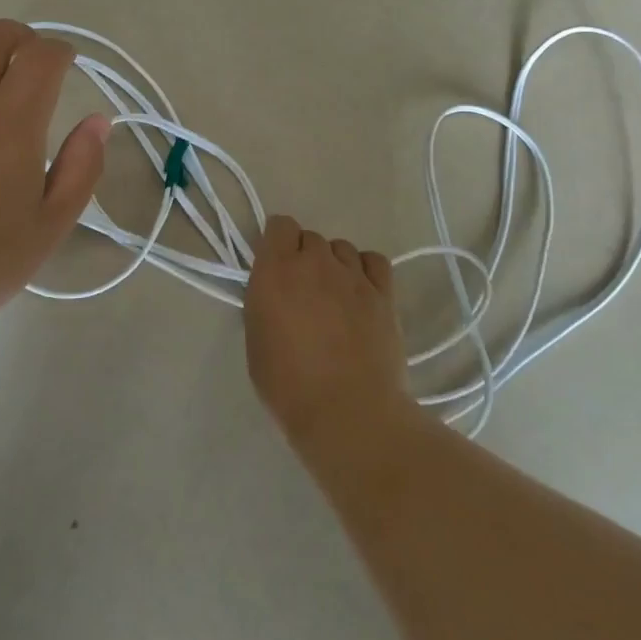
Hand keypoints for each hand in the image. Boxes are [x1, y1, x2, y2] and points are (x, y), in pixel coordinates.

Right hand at [244, 216, 412, 458]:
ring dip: (334, 265)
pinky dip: (365, 270)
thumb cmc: (290, 386)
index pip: (279, 225)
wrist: (349, 414)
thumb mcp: (257, 342)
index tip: (276, 266)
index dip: (278, 243)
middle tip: (304, 294)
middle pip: (310, 238)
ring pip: (341, 248)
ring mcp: (352, 275)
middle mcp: (314, 262)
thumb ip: (265, 303)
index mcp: (275, 270)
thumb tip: (276, 293)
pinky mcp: (383, 293)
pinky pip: (374, 261)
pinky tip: (361, 292)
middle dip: (305, 258)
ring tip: (335, 298)